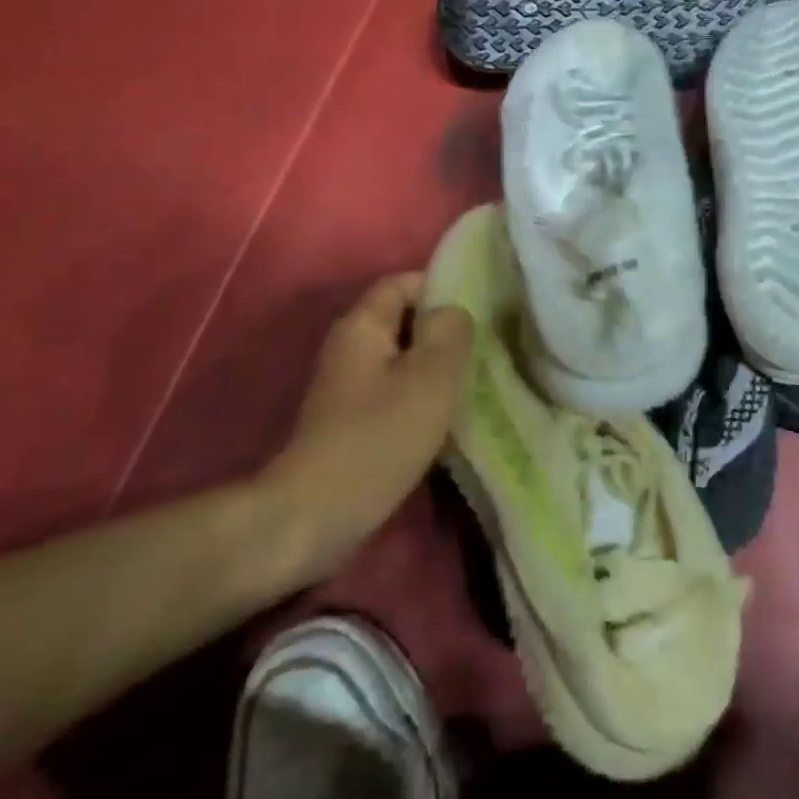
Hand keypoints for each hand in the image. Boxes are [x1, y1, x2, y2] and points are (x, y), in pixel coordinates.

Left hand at [258, 272, 473, 583]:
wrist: (315, 515)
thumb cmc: (379, 437)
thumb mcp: (431, 377)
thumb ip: (451, 332)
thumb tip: (454, 311)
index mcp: (362, 324)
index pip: (404, 283)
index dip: (443, 288)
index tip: (480, 313)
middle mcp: (348, 345)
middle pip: (404, 320)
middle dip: (444, 333)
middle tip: (482, 351)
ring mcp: (345, 385)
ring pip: (402, 359)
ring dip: (435, 369)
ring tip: (470, 384)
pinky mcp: (349, 419)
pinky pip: (393, 391)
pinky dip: (419, 397)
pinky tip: (443, 419)